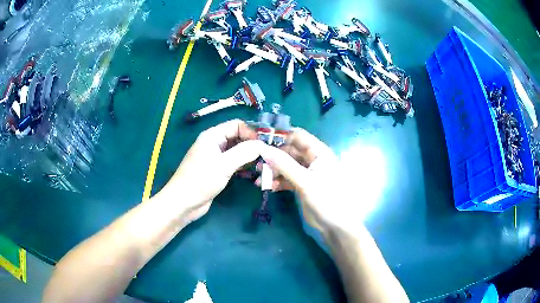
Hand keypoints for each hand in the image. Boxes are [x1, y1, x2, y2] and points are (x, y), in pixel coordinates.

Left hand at [159, 119, 261, 223]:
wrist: (184, 203)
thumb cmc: (201, 180)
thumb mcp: (224, 164)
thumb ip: (244, 152)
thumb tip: (262, 145)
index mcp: (212, 136)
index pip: (237, 125)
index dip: (251, 132)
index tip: (266, 144)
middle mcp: (215, 143)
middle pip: (238, 137)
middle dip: (252, 144)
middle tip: (269, 155)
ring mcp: (216, 157)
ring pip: (237, 151)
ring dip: (250, 156)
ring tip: (265, 164)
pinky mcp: (218, 170)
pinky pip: (234, 163)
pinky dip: (244, 166)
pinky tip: (254, 172)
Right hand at [259, 128, 354, 233]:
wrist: (334, 225)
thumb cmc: (325, 198)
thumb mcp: (304, 181)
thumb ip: (284, 164)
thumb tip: (263, 148)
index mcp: (319, 152)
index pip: (298, 135)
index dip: (281, 135)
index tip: (261, 139)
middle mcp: (313, 159)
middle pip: (290, 151)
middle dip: (273, 156)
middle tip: (256, 162)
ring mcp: (307, 172)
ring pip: (286, 165)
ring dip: (273, 170)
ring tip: (259, 178)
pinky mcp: (302, 184)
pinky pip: (287, 178)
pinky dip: (277, 181)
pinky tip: (267, 187)